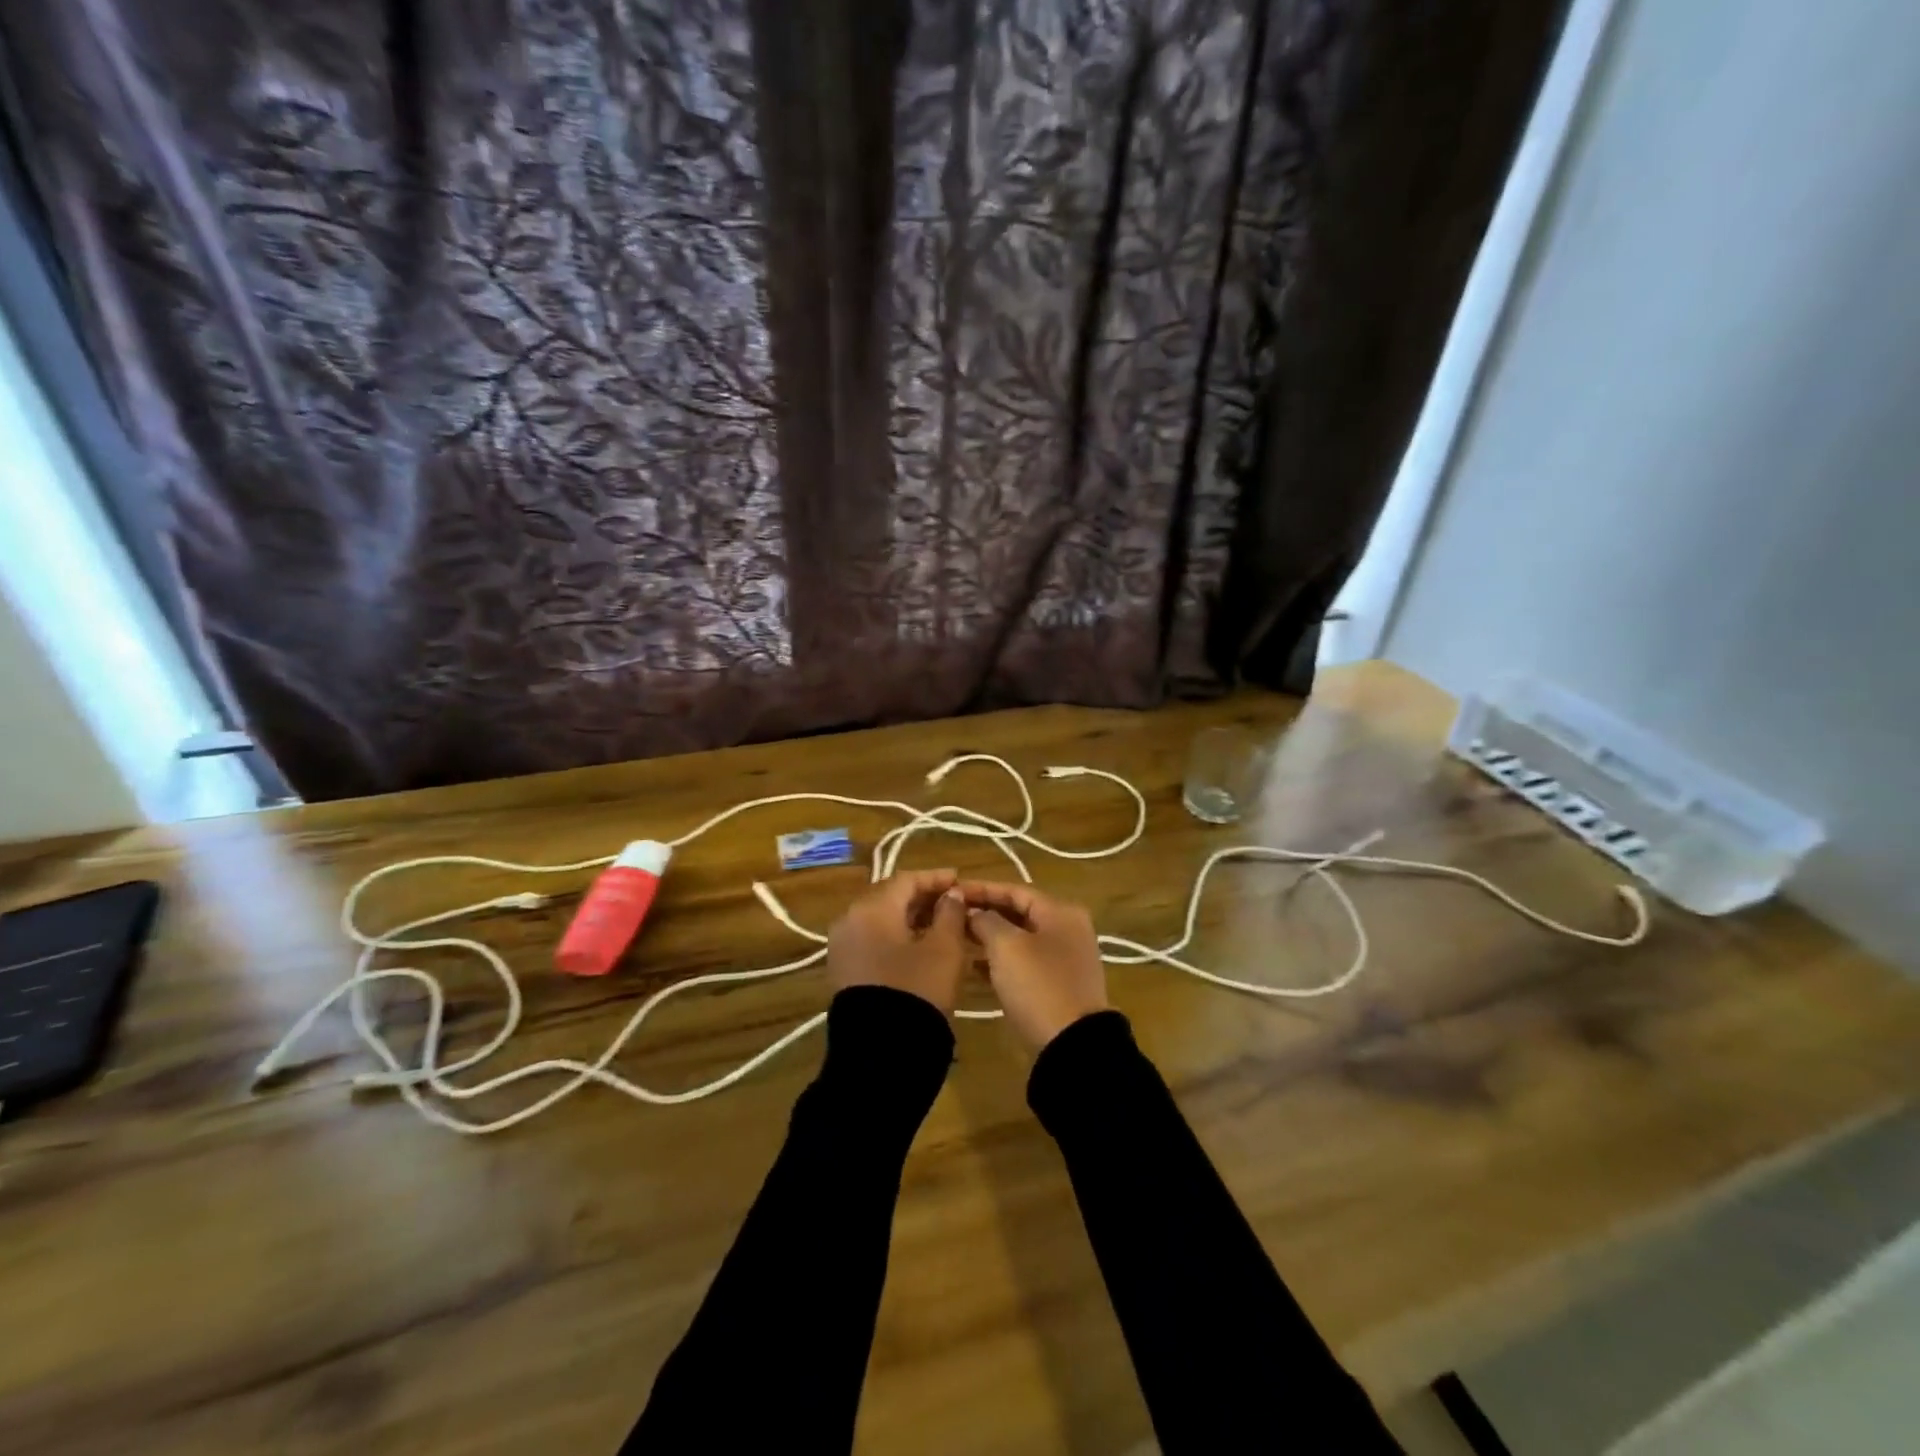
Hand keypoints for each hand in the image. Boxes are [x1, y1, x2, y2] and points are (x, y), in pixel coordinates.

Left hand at [826, 869, 971, 1015]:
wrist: (882, 1051)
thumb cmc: (918, 989)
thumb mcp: (945, 949)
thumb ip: (950, 913)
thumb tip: (951, 895)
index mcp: (871, 908)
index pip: (906, 880)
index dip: (935, 878)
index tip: (959, 880)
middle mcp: (849, 920)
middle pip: (889, 896)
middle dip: (921, 897)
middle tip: (952, 901)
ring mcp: (842, 946)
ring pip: (879, 919)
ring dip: (909, 917)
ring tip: (940, 924)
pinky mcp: (843, 969)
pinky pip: (871, 939)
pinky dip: (895, 936)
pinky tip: (919, 946)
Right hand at [959, 882, 1107, 1051]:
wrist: (1072, 1045)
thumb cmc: (1038, 985)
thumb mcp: (1007, 946)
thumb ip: (987, 921)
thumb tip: (976, 913)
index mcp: (1061, 912)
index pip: (1015, 890)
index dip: (982, 889)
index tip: (952, 892)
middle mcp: (1067, 929)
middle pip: (1019, 912)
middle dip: (985, 913)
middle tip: (952, 915)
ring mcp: (1065, 958)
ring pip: (1021, 938)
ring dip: (990, 937)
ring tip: (959, 939)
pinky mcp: (1058, 984)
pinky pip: (1025, 962)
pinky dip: (1001, 961)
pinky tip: (975, 967)